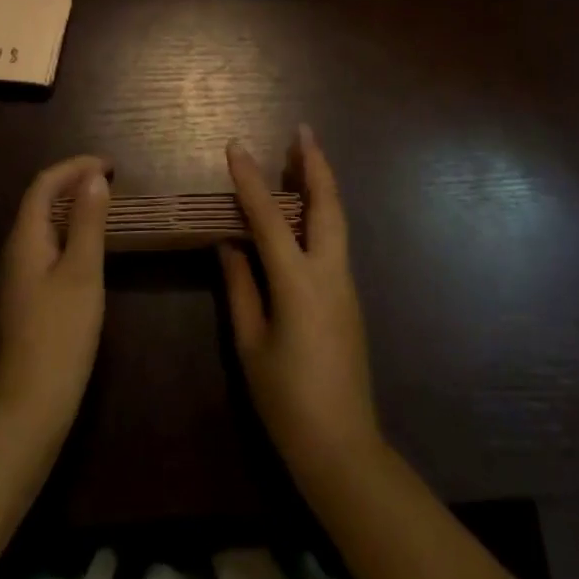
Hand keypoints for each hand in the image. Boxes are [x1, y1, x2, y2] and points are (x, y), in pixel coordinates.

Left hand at [0, 156, 109, 439]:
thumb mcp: (83, 272)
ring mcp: (16, 278)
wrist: (28, 406)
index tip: (110, 166)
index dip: (74, 167)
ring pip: (42, 226)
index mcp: (24, 239)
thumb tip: (93, 178)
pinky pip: (45, 248)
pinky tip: (88, 249)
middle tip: (110, 182)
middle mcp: (13, 252)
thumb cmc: (60, 333)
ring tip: (104, 207)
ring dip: (71, 208)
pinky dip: (68, 233)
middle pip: (39, 202)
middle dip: (73, 183)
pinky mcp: (24, 299)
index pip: (43, 185)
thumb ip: (89, 222)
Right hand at [221, 126, 381, 482]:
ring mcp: (345, 283)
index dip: (250, 180)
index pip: (269, 217)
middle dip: (314, 163)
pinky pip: (335, 239)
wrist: (343, 448)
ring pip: (336, 218)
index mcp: (299, 283)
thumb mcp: (251, 345)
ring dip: (321, 183)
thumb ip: (240, 288)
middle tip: (301, 130)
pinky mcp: (349, 296)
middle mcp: (329, 272)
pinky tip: (306, 209)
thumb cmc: (287, 400)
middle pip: (326, 204)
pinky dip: (322, 211)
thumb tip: (229, 244)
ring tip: (303, 156)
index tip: (235, 146)